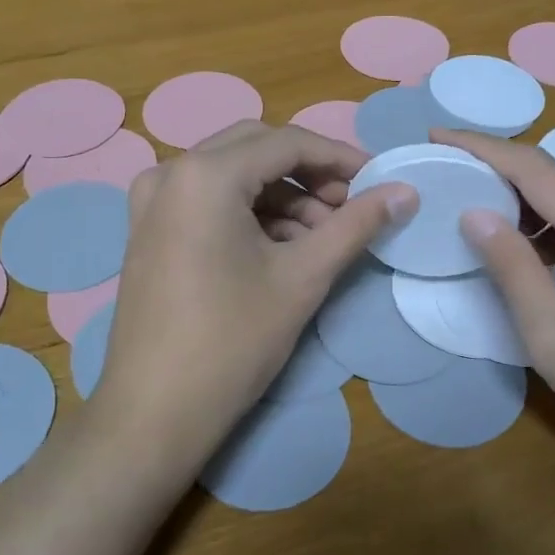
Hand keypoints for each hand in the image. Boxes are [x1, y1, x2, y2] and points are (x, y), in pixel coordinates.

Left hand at [89, 121, 414, 474]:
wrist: (154, 412)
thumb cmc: (232, 340)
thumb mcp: (303, 277)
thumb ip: (357, 225)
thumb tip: (406, 192)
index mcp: (205, 173)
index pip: (287, 143)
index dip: (340, 158)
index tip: (379, 181)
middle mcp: (170, 172)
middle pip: (256, 149)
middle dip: (309, 173)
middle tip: (350, 206)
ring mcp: (151, 201)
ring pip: (232, 175)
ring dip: (281, 196)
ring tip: (322, 237)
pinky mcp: (148, 230)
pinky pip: (207, 200)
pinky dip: (249, 212)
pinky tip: (281, 248)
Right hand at [435, 129, 554, 480]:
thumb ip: (513, 271)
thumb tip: (474, 213)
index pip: (536, 169)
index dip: (483, 148)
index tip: (436, 135)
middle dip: (497, 168)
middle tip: (445, 174)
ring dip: (524, 198)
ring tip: (472, 207)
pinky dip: (552, 222)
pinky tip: (526, 246)